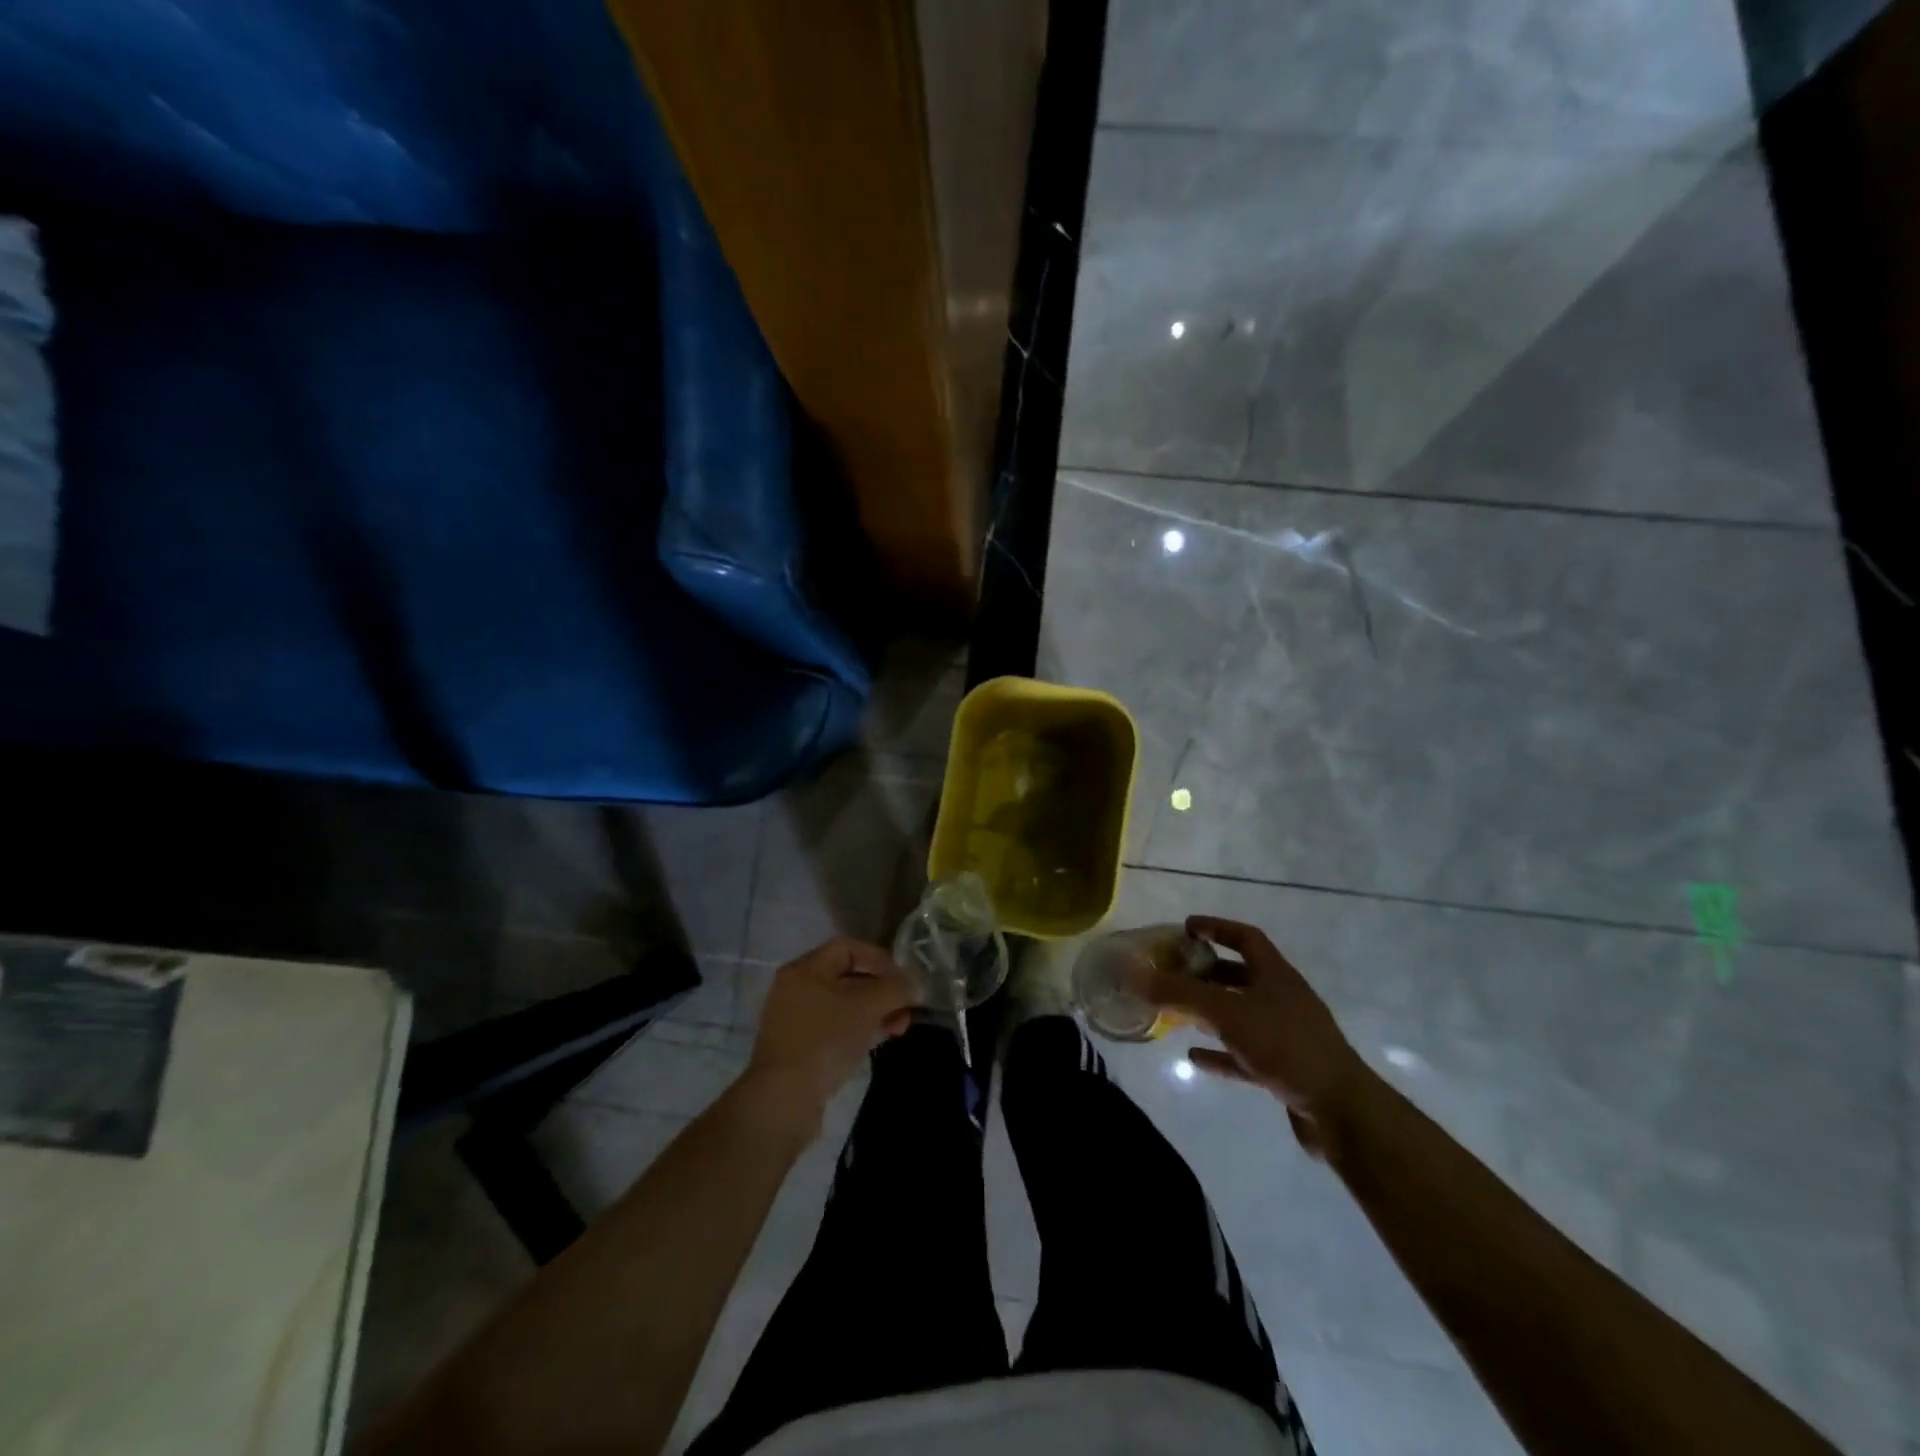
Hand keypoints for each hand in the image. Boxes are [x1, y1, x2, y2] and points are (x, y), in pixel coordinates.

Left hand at [739, 937, 917, 1135]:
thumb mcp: (866, 1007)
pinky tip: (879, 1040)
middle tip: (906, 1007)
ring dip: (875, 1011)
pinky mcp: (801, 1048)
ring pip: (845, 1005)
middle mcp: (797, 988)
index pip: (848, 947)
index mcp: (805, 969)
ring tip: (899, 1027)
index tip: (903, 979)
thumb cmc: (824, 1040)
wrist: (784, 1100)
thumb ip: (894, 989)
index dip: (879, 958)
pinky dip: (860, 1029)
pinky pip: (836, 1027)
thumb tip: (914, 984)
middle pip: (848, 976)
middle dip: (882, 989)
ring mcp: (797, 1020)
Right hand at [1130, 916, 1371, 1157]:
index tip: (1186, 928)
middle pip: (1240, 976)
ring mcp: (1285, 1035)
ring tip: (1177, 1013)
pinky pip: (1244, 1053)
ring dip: (1210, 1013)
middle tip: (1173, 974)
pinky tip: (1195, 1058)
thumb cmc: (1284, 1045)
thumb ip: (1180, 993)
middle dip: (1206, 973)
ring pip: (1241, 1015)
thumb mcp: (1227, 1012)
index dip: (1216, 927)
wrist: (1340, 1109)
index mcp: (1275, 975)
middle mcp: (1282, 998)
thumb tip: (1134, 976)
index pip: (1245, 937)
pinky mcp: (1285, 1069)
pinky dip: (1220, 1052)